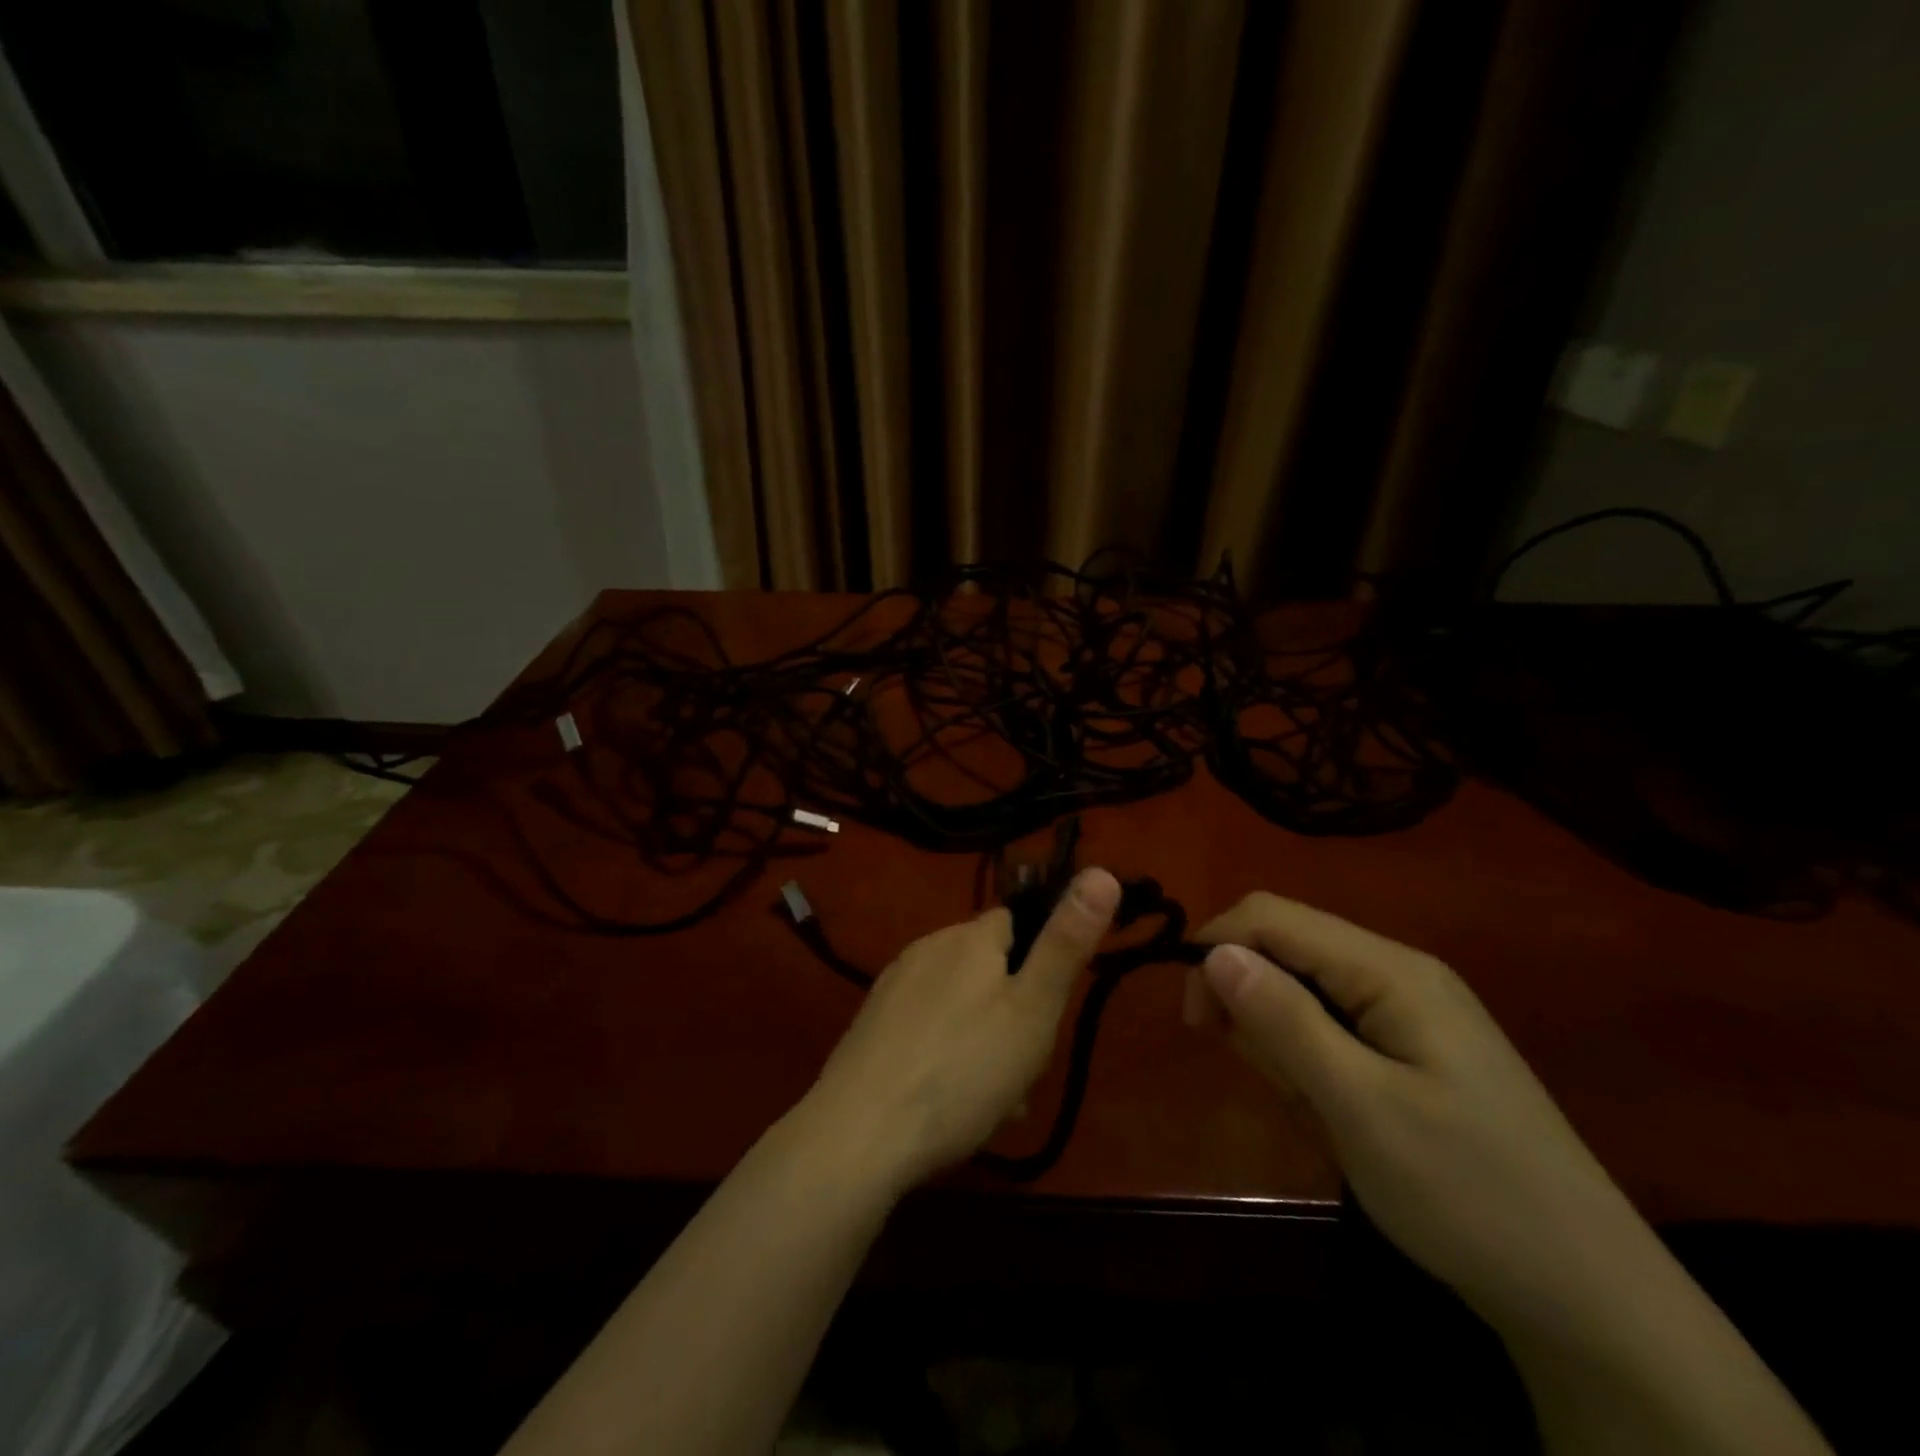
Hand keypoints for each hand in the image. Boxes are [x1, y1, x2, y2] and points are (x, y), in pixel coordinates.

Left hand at [799, 869, 1121, 1190]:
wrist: (860, 1134)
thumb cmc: (962, 1070)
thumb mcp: (1033, 1010)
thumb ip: (1066, 943)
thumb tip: (1103, 871)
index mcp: (969, 937)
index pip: (1018, 922)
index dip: (1041, 963)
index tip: (1048, 1012)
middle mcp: (928, 948)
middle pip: (988, 967)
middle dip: (1013, 1011)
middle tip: (1023, 1071)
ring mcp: (894, 986)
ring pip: (959, 1003)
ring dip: (983, 1039)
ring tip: (991, 1102)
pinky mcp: (871, 1024)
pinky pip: (926, 1028)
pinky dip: (946, 1054)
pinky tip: (948, 1102)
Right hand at [1189, 893, 1651, 1338]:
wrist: (1591, 1300)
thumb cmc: (1468, 1194)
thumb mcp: (1360, 1107)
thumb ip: (1284, 1020)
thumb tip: (1214, 951)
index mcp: (1390, 969)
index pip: (1272, 915)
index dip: (1216, 948)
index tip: (1193, 1020)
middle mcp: (1399, 972)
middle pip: (1288, 947)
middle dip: (1251, 997)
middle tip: (1261, 1075)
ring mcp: (1411, 1011)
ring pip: (1305, 988)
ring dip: (1281, 1036)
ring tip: (1308, 1106)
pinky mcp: (1414, 1049)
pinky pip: (1334, 1026)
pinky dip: (1311, 1059)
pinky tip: (1331, 1110)